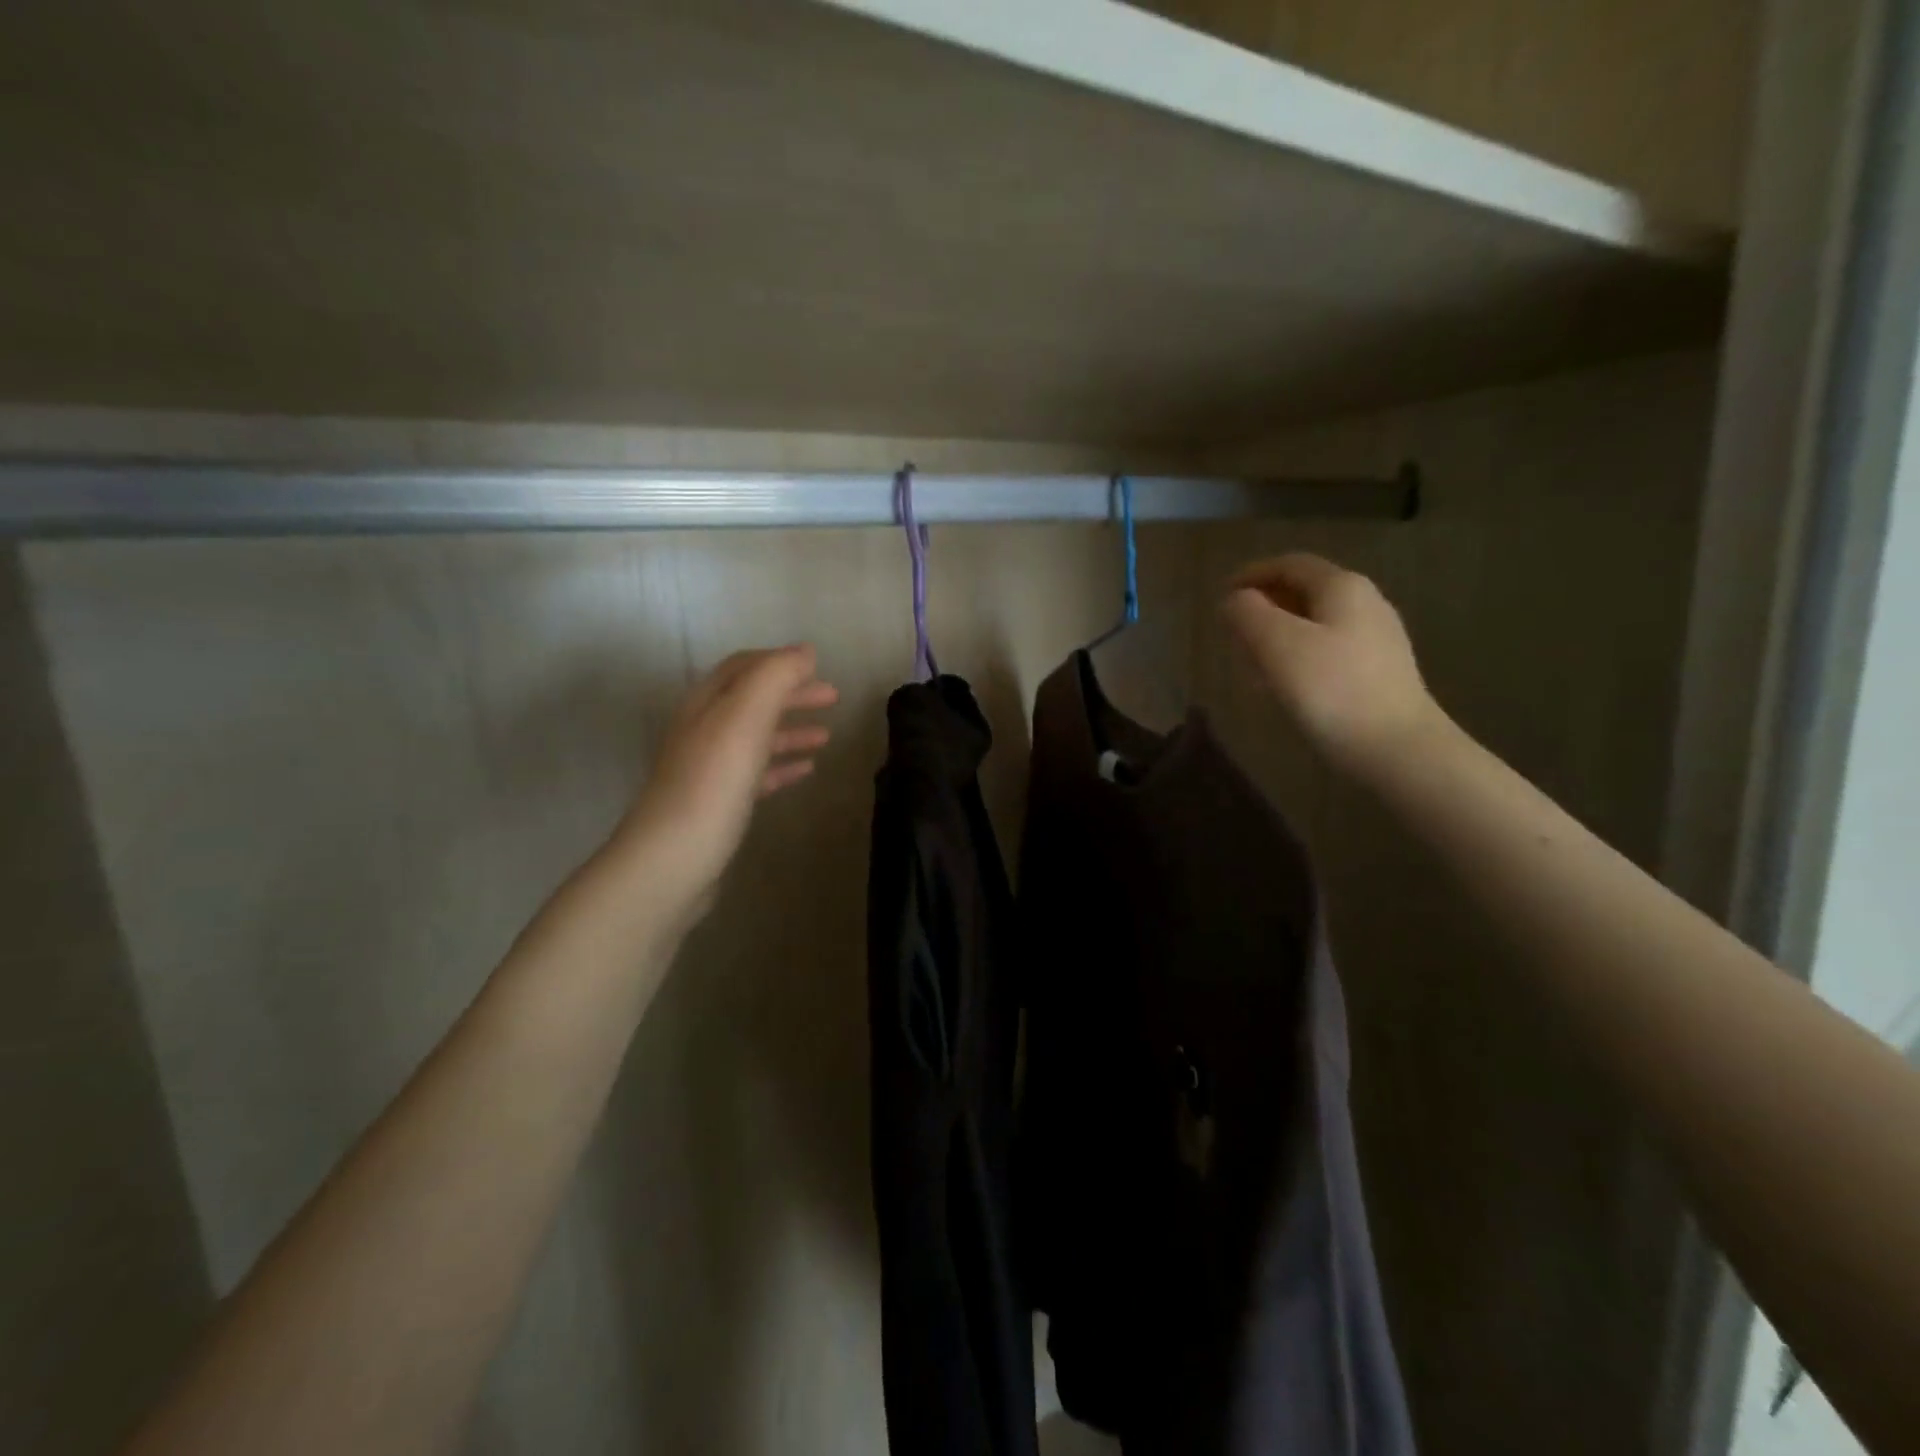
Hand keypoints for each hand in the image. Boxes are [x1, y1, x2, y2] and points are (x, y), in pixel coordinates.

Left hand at [610, 645, 837, 925]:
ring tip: (827, 736)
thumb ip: (774, 678)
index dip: (780, 661)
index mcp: (706, 704)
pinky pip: (756, 773)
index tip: (818, 665)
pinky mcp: (718, 803)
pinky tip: (806, 771)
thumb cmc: (712, 783)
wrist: (673, 860)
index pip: (744, 667)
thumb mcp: (744, 719)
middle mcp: (703, 730)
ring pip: (756, 737)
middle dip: (792, 693)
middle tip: (834, 696)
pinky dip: (782, 765)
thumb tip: (805, 652)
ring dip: (791, 730)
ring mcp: (709, 768)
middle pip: (752, 700)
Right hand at [1221, 554, 1442, 773]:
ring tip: (1252, 659)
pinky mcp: (1380, 671)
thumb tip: (1235, 600)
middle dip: (1266, 605)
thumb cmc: (1331, 690)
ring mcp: (1378, 638)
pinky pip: (1330, 649)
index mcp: (1342, 587)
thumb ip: (1248, 613)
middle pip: (1306, 591)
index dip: (1252, 574)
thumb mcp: (1276, 644)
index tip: (1222, 597)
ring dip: (1280, 632)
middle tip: (1233, 630)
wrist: (1397, 748)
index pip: (1289, 564)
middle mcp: (1366, 603)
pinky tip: (1286, 684)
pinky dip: (1299, 654)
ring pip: (1317, 622)